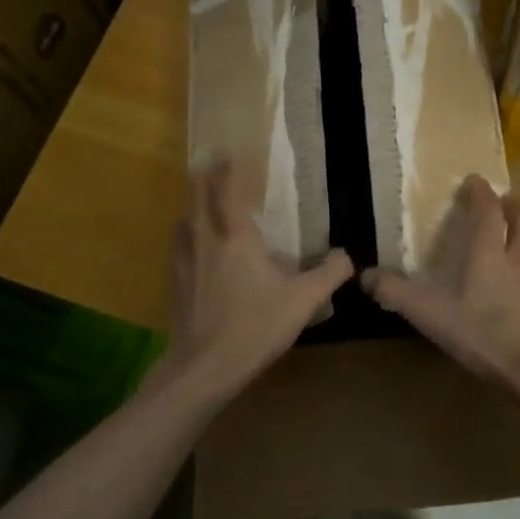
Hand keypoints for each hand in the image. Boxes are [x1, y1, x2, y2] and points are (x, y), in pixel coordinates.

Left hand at [157, 159, 353, 399]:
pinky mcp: (174, 283)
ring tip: (198, 203)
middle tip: (209, 165)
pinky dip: (184, 235)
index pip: (227, 191)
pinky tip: (190, 247)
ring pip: (182, 221)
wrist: (205, 366)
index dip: (227, 169)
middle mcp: (205, 240)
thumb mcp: (303, 301)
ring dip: (190, 206)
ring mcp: (184, 262)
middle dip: (203, 178)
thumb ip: (328, 274)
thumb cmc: (256, 326)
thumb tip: (345, 256)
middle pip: (197, 198)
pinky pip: (177, 247)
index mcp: (236, 238)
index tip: (227, 152)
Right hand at [363, 176, 519, 398]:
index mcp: (487, 253)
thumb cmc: (483, 334)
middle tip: (505, 200)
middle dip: (512, 206)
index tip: (475, 180)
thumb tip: (365, 275)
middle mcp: (517, 260)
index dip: (481, 192)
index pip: (487, 211)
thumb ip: (396, 293)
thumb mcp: (430, 315)